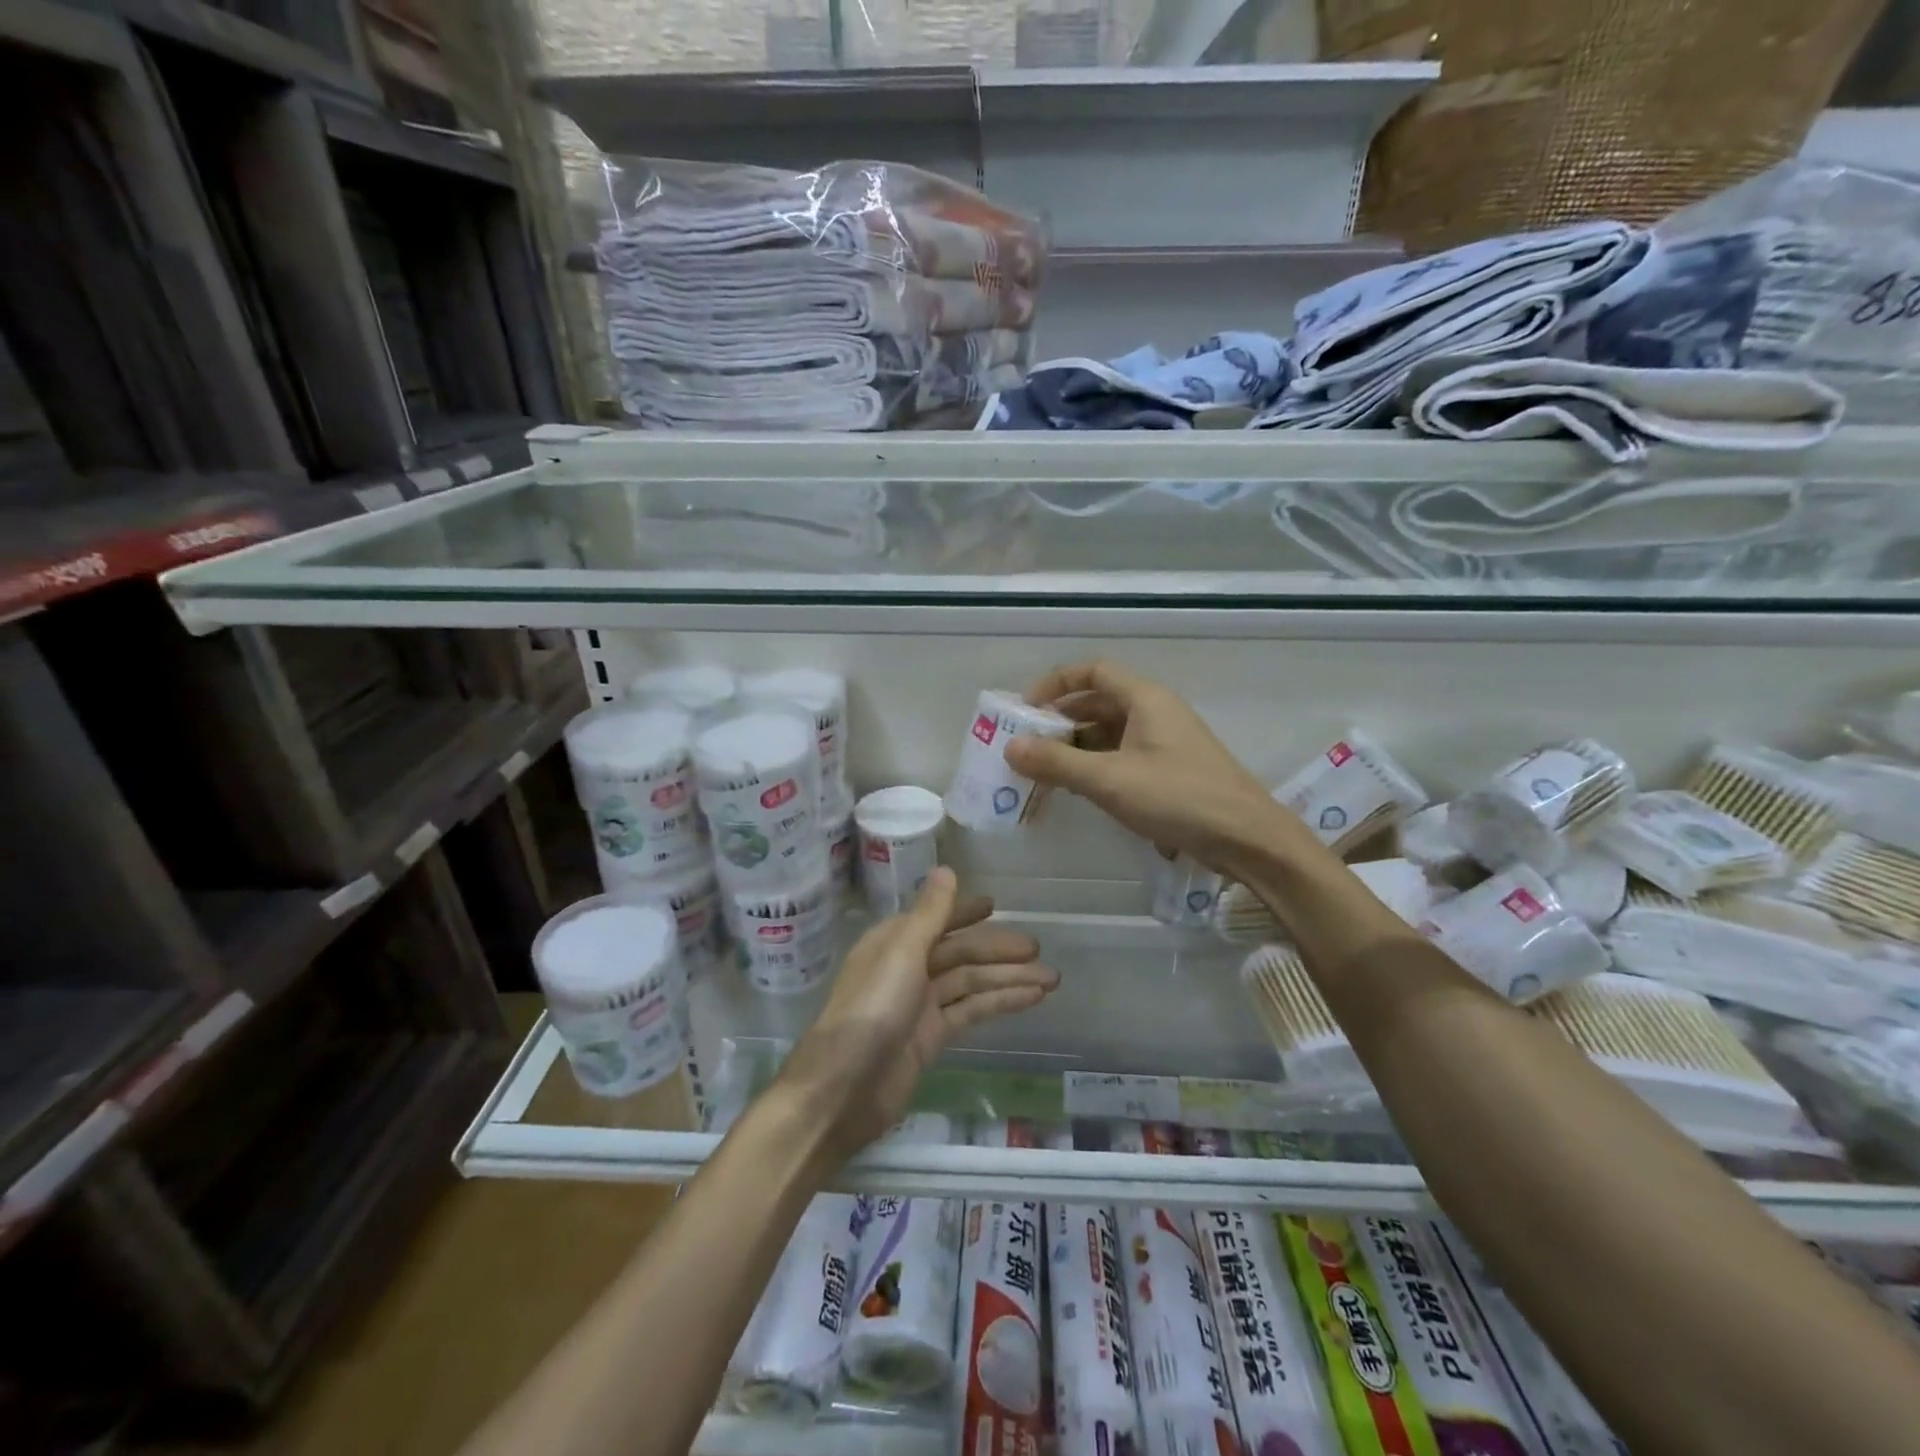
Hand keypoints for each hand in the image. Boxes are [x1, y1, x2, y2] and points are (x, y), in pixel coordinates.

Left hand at [774, 869, 1056, 1164]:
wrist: (844, 1087)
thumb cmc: (872, 1007)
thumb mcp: (902, 951)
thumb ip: (930, 913)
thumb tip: (946, 869)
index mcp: (894, 942)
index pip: (936, 920)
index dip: (964, 912)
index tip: (994, 906)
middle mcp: (907, 968)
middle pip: (960, 953)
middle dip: (998, 950)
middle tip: (1038, 949)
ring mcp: (920, 1005)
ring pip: (971, 983)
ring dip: (1008, 978)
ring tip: (1051, 978)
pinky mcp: (932, 1038)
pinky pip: (971, 1011)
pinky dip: (999, 1003)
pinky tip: (1030, 999)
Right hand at [1004, 660, 1305, 873]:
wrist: (1247, 838)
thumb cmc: (1178, 797)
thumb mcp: (1110, 780)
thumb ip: (1057, 763)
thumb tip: (1010, 747)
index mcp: (1145, 698)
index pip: (1093, 671)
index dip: (1055, 683)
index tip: (1025, 708)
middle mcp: (1156, 711)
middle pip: (1099, 701)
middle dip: (1060, 719)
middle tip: (1027, 743)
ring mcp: (1165, 741)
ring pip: (1110, 731)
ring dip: (1076, 746)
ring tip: (1044, 770)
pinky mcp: (1171, 769)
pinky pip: (1123, 755)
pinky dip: (1097, 764)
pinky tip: (1079, 787)